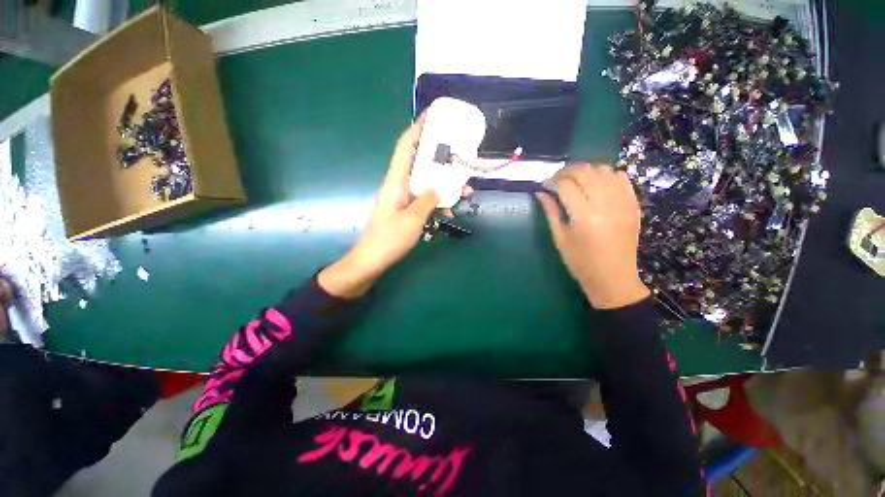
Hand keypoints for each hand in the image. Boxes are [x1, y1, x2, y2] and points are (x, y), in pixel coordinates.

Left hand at [319, 116, 467, 297]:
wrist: (371, 260)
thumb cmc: (388, 239)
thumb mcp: (412, 219)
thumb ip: (427, 200)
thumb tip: (439, 186)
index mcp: (396, 181)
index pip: (406, 146)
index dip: (418, 128)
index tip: (434, 116)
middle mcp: (398, 184)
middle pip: (420, 162)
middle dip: (441, 158)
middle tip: (460, 155)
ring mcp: (402, 197)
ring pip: (425, 182)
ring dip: (444, 184)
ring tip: (465, 190)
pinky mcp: (405, 209)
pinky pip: (424, 198)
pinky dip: (437, 202)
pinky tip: (450, 211)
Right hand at [537, 164, 649, 308]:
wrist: (613, 278)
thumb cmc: (580, 263)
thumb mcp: (560, 238)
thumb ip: (550, 212)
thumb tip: (540, 192)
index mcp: (584, 216)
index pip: (566, 185)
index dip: (552, 181)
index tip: (544, 184)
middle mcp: (606, 205)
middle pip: (586, 172)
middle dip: (567, 171)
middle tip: (557, 179)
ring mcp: (623, 203)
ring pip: (604, 170)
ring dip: (587, 170)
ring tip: (576, 180)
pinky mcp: (633, 205)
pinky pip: (622, 178)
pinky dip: (607, 175)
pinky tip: (597, 184)